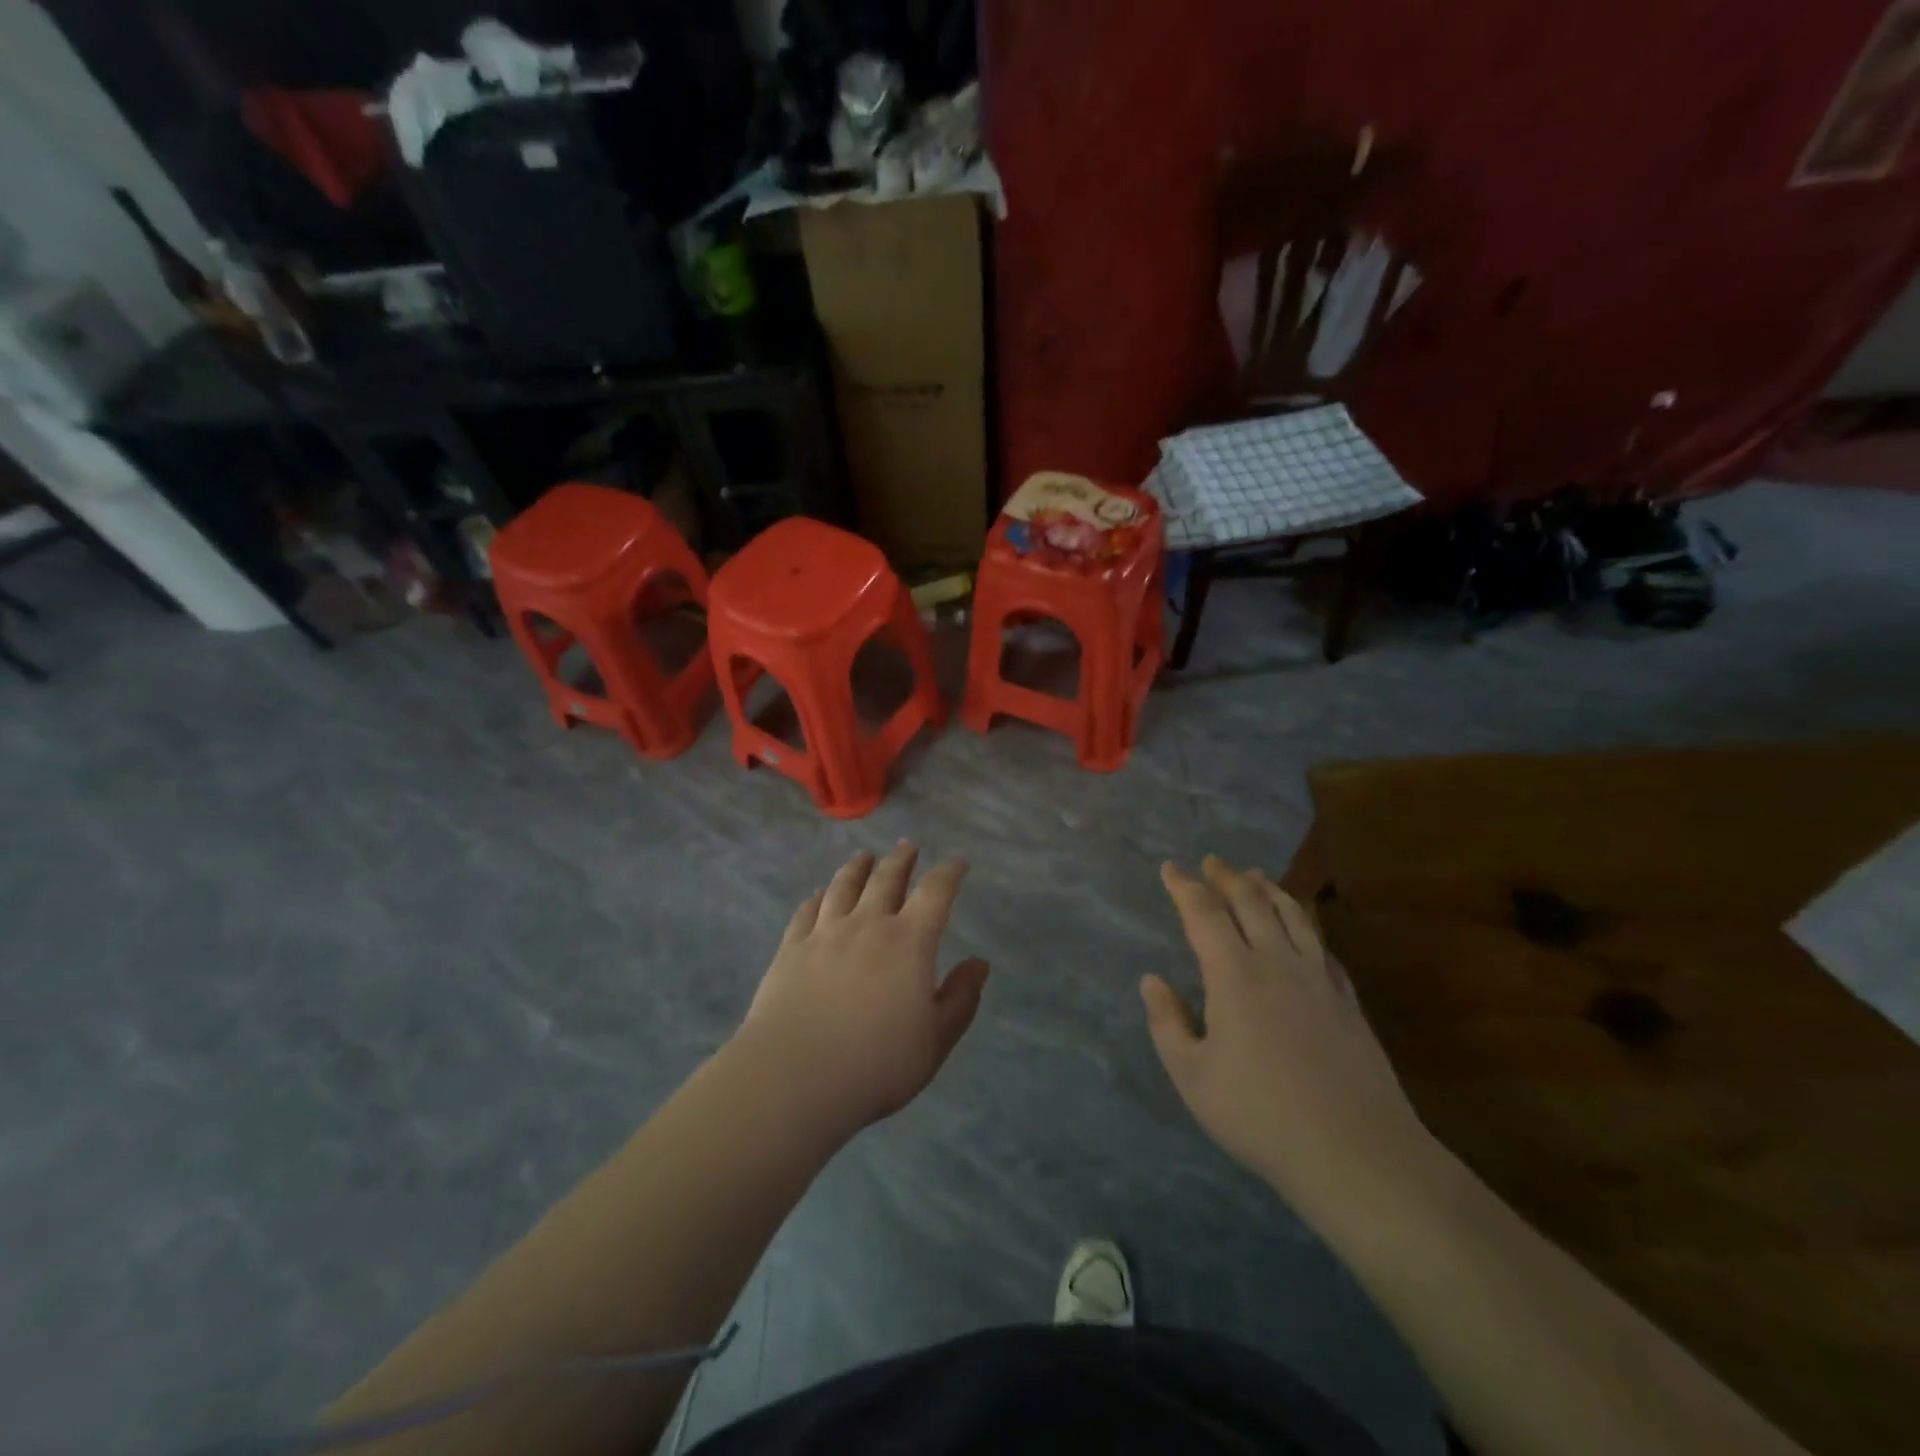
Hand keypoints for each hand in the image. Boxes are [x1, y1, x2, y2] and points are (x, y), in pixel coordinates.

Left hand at [738, 844, 988, 1138]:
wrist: (795, 1076)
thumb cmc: (876, 1063)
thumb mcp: (935, 1040)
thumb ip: (961, 999)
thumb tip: (980, 963)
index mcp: (909, 942)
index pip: (935, 893)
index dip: (949, 874)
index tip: (957, 863)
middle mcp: (867, 924)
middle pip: (886, 878)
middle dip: (901, 859)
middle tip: (907, 846)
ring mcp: (824, 933)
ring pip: (843, 886)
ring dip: (857, 867)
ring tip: (864, 857)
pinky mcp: (791, 949)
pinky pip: (807, 911)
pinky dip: (817, 897)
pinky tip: (819, 895)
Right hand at [1142, 857, 1431, 1223]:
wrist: (1356, 1152)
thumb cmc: (1260, 1115)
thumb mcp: (1192, 1076)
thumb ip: (1167, 1023)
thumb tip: (1152, 981)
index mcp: (1234, 975)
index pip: (1204, 913)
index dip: (1184, 886)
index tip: (1170, 868)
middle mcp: (1276, 962)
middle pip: (1250, 902)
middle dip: (1226, 878)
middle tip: (1211, 862)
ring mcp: (1317, 978)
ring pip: (1291, 914)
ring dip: (1268, 889)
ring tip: (1255, 875)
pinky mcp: (1346, 999)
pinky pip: (1320, 943)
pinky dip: (1303, 921)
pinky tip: (1301, 925)